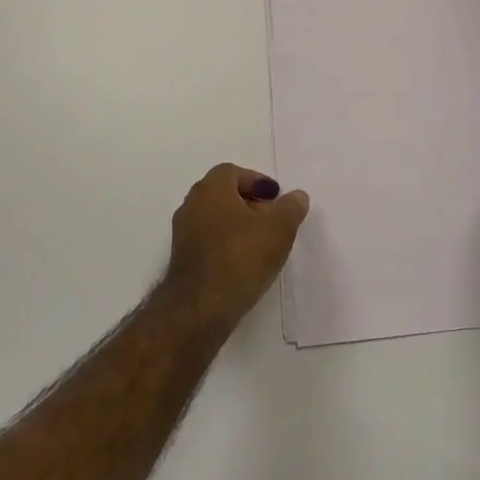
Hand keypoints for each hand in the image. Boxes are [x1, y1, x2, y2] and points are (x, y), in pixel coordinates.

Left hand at [168, 164, 310, 314]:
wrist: (200, 308)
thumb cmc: (241, 258)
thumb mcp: (279, 229)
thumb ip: (291, 208)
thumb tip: (297, 196)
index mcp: (210, 190)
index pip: (232, 172)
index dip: (256, 180)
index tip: (275, 197)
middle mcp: (192, 205)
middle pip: (223, 194)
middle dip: (250, 202)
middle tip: (273, 218)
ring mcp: (183, 233)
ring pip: (216, 218)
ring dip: (239, 224)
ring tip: (263, 242)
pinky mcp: (183, 259)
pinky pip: (209, 240)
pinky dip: (227, 243)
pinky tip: (245, 262)